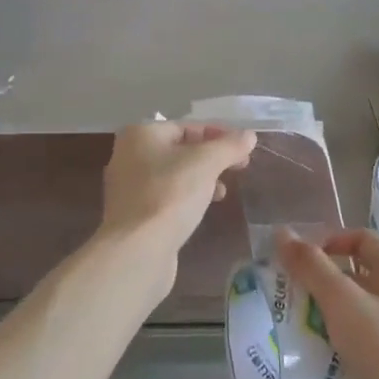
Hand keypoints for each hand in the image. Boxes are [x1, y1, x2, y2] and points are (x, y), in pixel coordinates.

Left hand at [98, 122, 256, 281]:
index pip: (188, 126)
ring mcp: (129, 187)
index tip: (244, 148)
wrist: (136, 252)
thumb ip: (229, 146)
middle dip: (212, 157)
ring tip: (223, 192)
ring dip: (202, 178)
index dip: (219, 134)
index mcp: (141, 134)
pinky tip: (203, 209)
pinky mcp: (134, 215)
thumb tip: (248, 135)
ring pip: (174, 174)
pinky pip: (166, 196)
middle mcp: (129, 155)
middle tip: (240, 167)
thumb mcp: (206, 163)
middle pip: (181, 149)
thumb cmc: (170, 195)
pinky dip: (187, 197)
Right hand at [277, 228, 378, 378]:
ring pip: (353, 309)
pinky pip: (356, 340)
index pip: (359, 239)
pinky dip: (334, 340)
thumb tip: (282, 233)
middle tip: (287, 292)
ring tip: (293, 323)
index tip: (298, 261)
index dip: (328, 242)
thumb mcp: (342, 301)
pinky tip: (313, 353)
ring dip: (324, 312)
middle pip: (354, 274)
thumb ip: (311, 266)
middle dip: (319, 280)